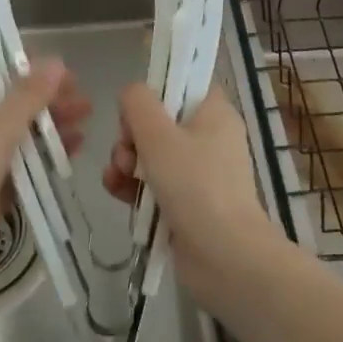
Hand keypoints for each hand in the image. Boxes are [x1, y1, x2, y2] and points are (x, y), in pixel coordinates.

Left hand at [0, 59, 89, 299]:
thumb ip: (27, 97)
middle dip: (43, 94)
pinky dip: (46, 153)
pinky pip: (22, 162)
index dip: (14, 60)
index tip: (50, 63)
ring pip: (18, 131)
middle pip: (7, 99)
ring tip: (86, 117)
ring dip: (49, 122)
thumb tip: (56, 62)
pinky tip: (75, 148)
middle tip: (80, 94)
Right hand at [103, 84, 281, 305]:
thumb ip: (137, 103)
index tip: (137, 108)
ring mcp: (198, 174)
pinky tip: (117, 192)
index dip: (156, 90)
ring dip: (126, 162)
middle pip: (159, 120)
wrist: (225, 258)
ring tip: (119, 177)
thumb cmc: (195, 186)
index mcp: (214, 113)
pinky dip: (133, 187)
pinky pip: (152, 184)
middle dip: (131, 135)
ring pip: (150, 154)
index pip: (184, 84)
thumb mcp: (158, 134)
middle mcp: (209, 139)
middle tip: (126, 152)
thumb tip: (130, 94)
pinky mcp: (185, 204)